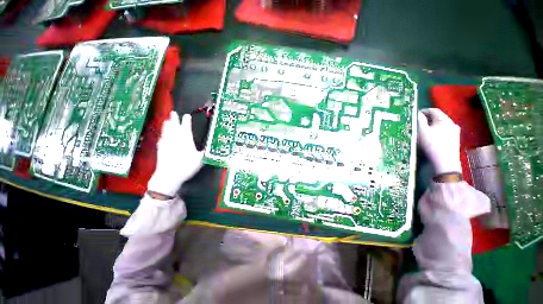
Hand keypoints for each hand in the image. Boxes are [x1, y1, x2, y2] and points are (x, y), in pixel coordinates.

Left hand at [147, 111, 203, 196]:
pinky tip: (162, 136)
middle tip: (173, 113)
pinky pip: (161, 139)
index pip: (186, 127)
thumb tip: (209, 148)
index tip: (187, 115)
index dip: (187, 120)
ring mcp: (167, 143)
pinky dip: (162, 136)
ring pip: (166, 131)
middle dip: (174, 119)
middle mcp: (175, 139)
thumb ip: (204, 152)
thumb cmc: (187, 166)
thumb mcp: (200, 159)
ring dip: (167, 125)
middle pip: (174, 126)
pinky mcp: (160, 149)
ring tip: (166, 120)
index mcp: (186, 139)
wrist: (169, 175)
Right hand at [417, 108, 460, 174]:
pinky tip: (428, 140)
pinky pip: (442, 133)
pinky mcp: (453, 142)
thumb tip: (415, 112)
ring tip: (419, 133)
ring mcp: (454, 134)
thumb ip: (418, 120)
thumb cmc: (432, 145)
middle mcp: (452, 124)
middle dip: (425, 120)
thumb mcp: (421, 131)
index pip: (433, 110)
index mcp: (445, 120)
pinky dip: (434, 134)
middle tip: (414, 125)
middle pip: (437, 118)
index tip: (412, 116)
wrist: (444, 164)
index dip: (422, 111)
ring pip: (439, 126)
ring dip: (429, 127)